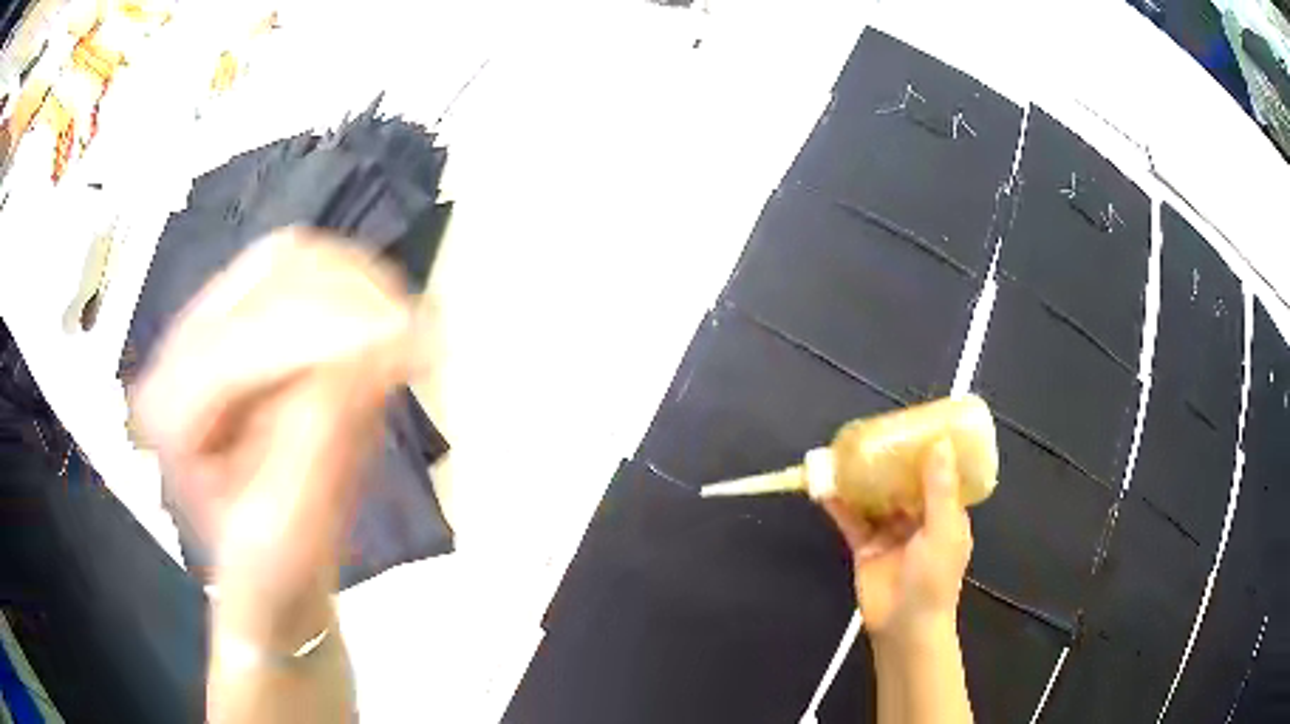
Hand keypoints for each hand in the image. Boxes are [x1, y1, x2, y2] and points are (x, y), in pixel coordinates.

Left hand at [135, 228, 417, 645]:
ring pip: (290, 256)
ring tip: (404, 328)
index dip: (334, 326)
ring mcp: (206, 320)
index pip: (250, 336)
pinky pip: (299, 266)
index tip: (413, 335)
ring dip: (357, 283)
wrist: (260, 564)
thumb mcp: (294, 522)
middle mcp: (179, 345)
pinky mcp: (239, 313)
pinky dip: (350, 282)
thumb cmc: (271, 565)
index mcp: (171, 406)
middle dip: (353, 295)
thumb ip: (325, 431)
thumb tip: (388, 340)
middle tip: (418, 333)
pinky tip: (380, 319)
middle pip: (272, 273)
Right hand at [822, 439, 972, 644]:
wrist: (904, 627)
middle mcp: (917, 519)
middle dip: (889, 461)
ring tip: (846, 453)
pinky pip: (852, 520)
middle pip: (902, 483)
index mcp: (944, 513)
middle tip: (874, 433)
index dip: (927, 451)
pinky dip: (839, 505)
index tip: (913, 426)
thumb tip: (939, 442)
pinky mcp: (865, 547)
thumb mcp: (943, 531)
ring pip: (875, 498)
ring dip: (862, 479)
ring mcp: (889, 533)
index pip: (937, 474)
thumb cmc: (933, 579)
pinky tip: (826, 487)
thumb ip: (939, 489)